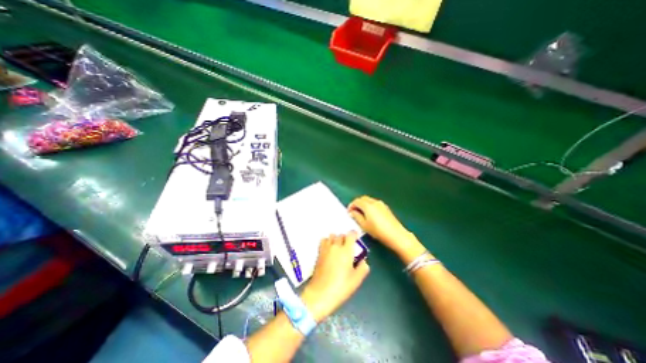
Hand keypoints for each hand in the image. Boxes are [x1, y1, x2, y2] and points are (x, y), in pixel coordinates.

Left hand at [299, 233, 365, 319]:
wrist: (320, 293)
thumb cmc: (341, 287)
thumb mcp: (356, 280)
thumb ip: (363, 268)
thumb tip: (363, 261)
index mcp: (346, 251)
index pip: (350, 235)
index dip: (354, 234)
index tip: (356, 238)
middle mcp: (335, 246)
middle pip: (341, 235)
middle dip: (345, 238)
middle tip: (348, 246)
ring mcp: (326, 249)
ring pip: (331, 236)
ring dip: (336, 239)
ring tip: (338, 247)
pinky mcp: (319, 253)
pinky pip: (323, 241)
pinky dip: (327, 241)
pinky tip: (329, 249)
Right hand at [349, 197, 427, 261]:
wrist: (396, 235)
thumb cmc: (378, 231)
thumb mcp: (364, 225)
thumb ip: (356, 216)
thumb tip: (352, 212)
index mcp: (368, 205)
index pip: (356, 201)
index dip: (351, 206)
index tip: (349, 212)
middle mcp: (374, 202)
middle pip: (362, 198)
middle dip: (357, 204)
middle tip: (353, 211)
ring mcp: (381, 204)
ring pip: (369, 200)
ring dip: (363, 204)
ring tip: (361, 213)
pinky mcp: (385, 207)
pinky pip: (374, 203)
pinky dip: (369, 206)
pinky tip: (369, 214)